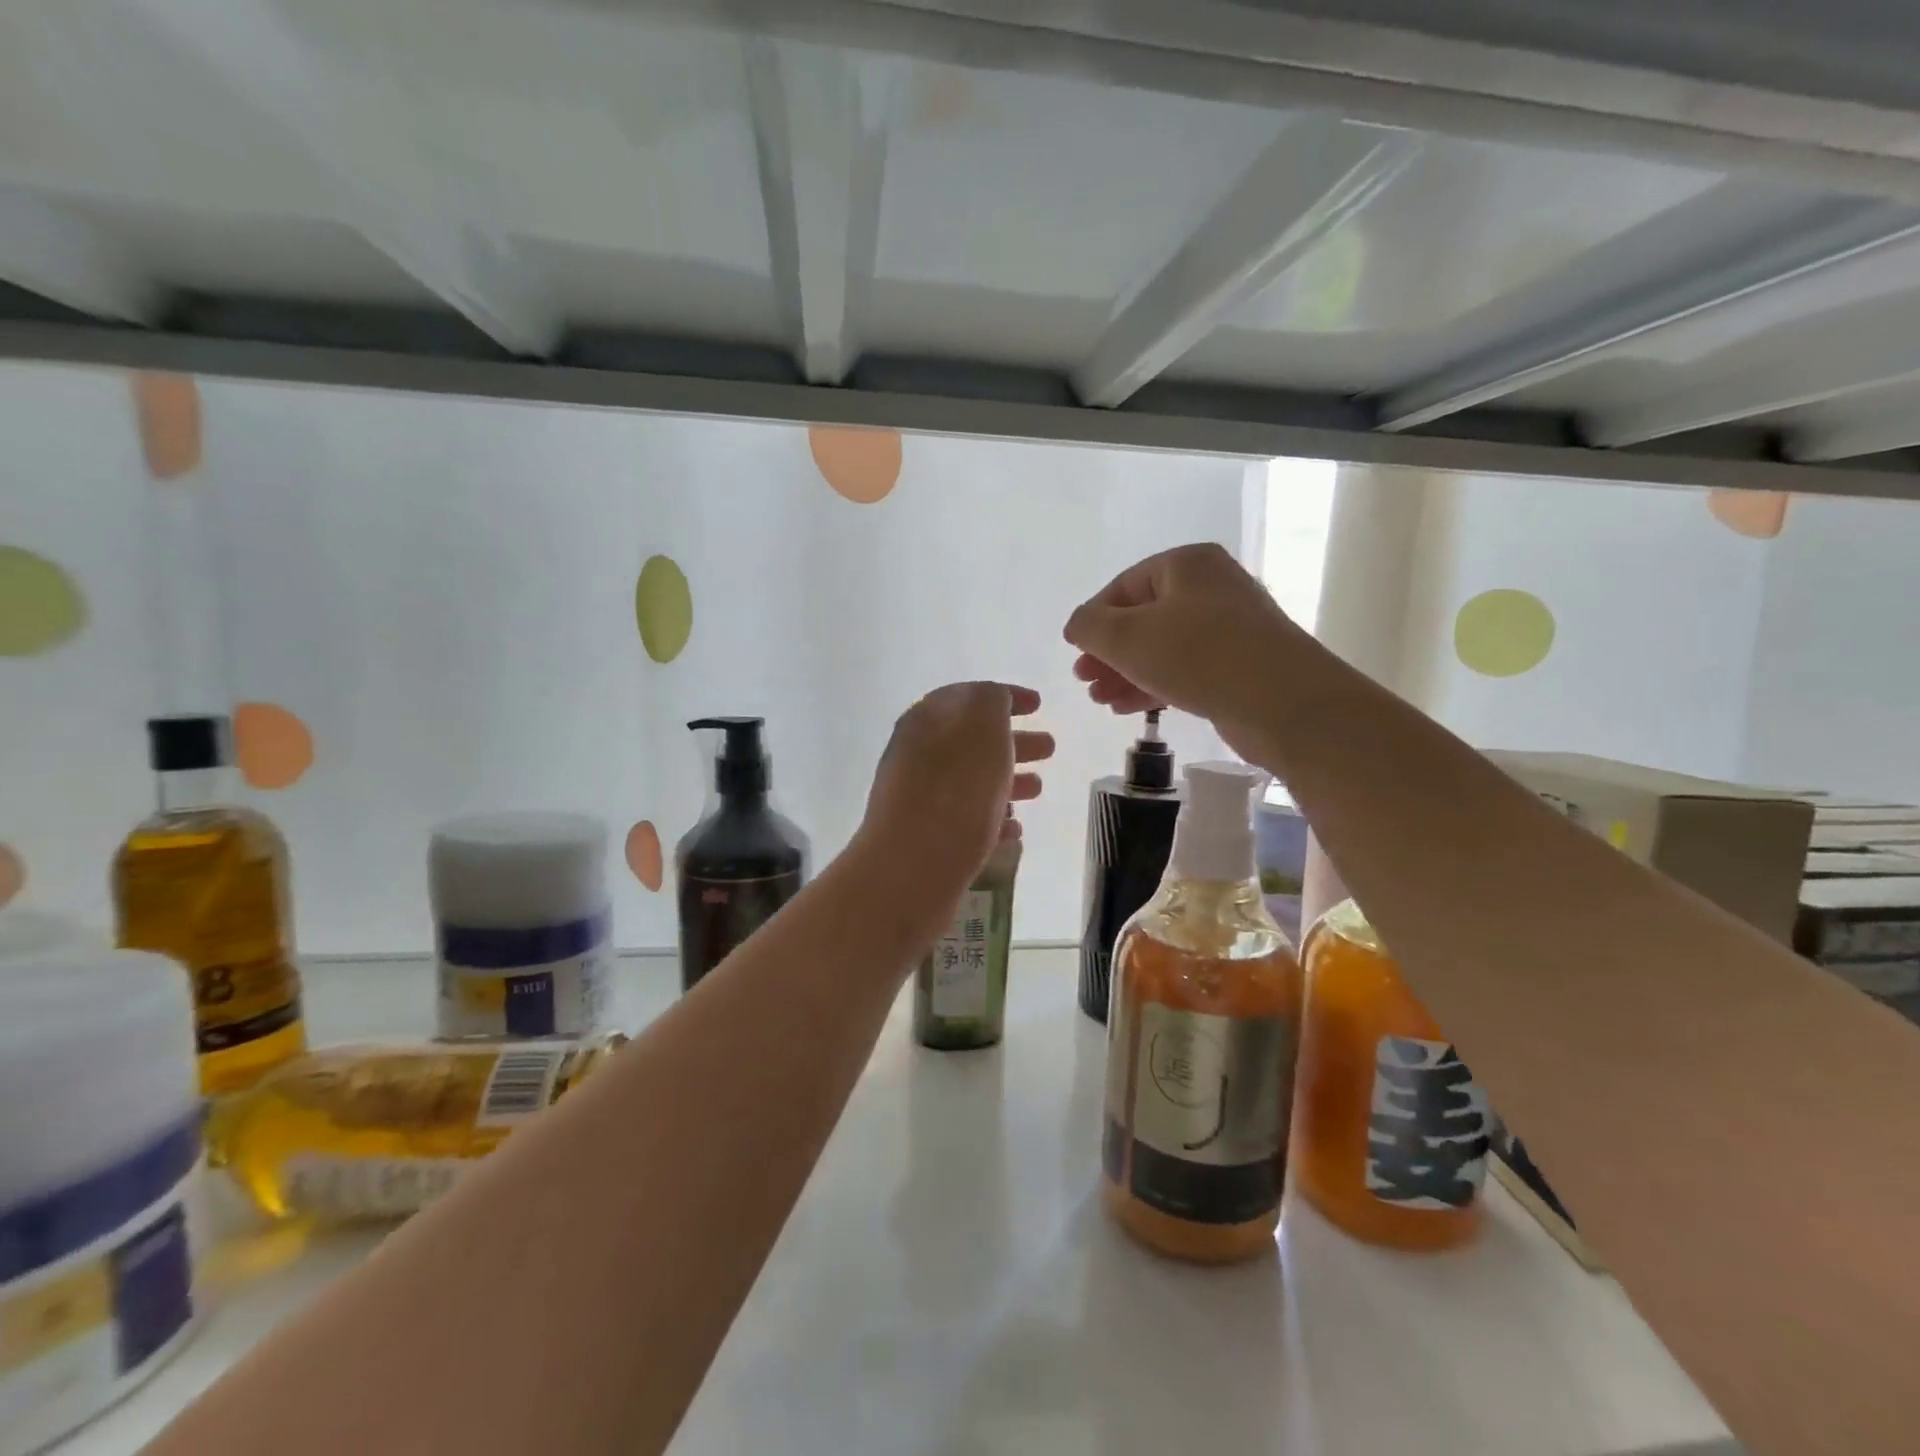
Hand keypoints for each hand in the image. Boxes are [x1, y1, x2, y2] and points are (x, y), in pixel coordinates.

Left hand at [860, 683, 1051, 888]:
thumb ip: (991, 702)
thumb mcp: (982, 728)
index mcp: (928, 720)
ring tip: (1039, 789)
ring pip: (971, 780)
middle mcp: (918, 755)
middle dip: (1013, 740)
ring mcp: (919, 798)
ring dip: (1008, 779)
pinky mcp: (926, 838)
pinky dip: (993, 817)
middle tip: (1050, 748)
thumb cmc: (955, 793)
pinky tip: (1015, 829)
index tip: (1039, 704)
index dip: (1005, 696)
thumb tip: (994, 700)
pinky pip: (966, 818)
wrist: (910, 870)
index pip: (969, 696)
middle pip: (973, 740)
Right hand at [1064, 543, 1296, 745]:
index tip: (1075, 652)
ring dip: (1126, 673)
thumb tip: (1079, 625)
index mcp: (1187, 565)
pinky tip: (1130, 708)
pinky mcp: (1239, 665)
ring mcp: (1229, 628)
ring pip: (1162, 647)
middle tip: (1085, 680)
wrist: (1284, 702)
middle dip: (1109, 652)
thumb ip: (1090, 626)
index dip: (1093, 620)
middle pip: (1143, 618)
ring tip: (1101, 700)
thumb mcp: (1127, 637)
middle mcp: (1211, 588)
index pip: (1124, 586)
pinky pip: (1185, 669)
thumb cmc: (1199, 656)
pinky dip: (1154, 684)